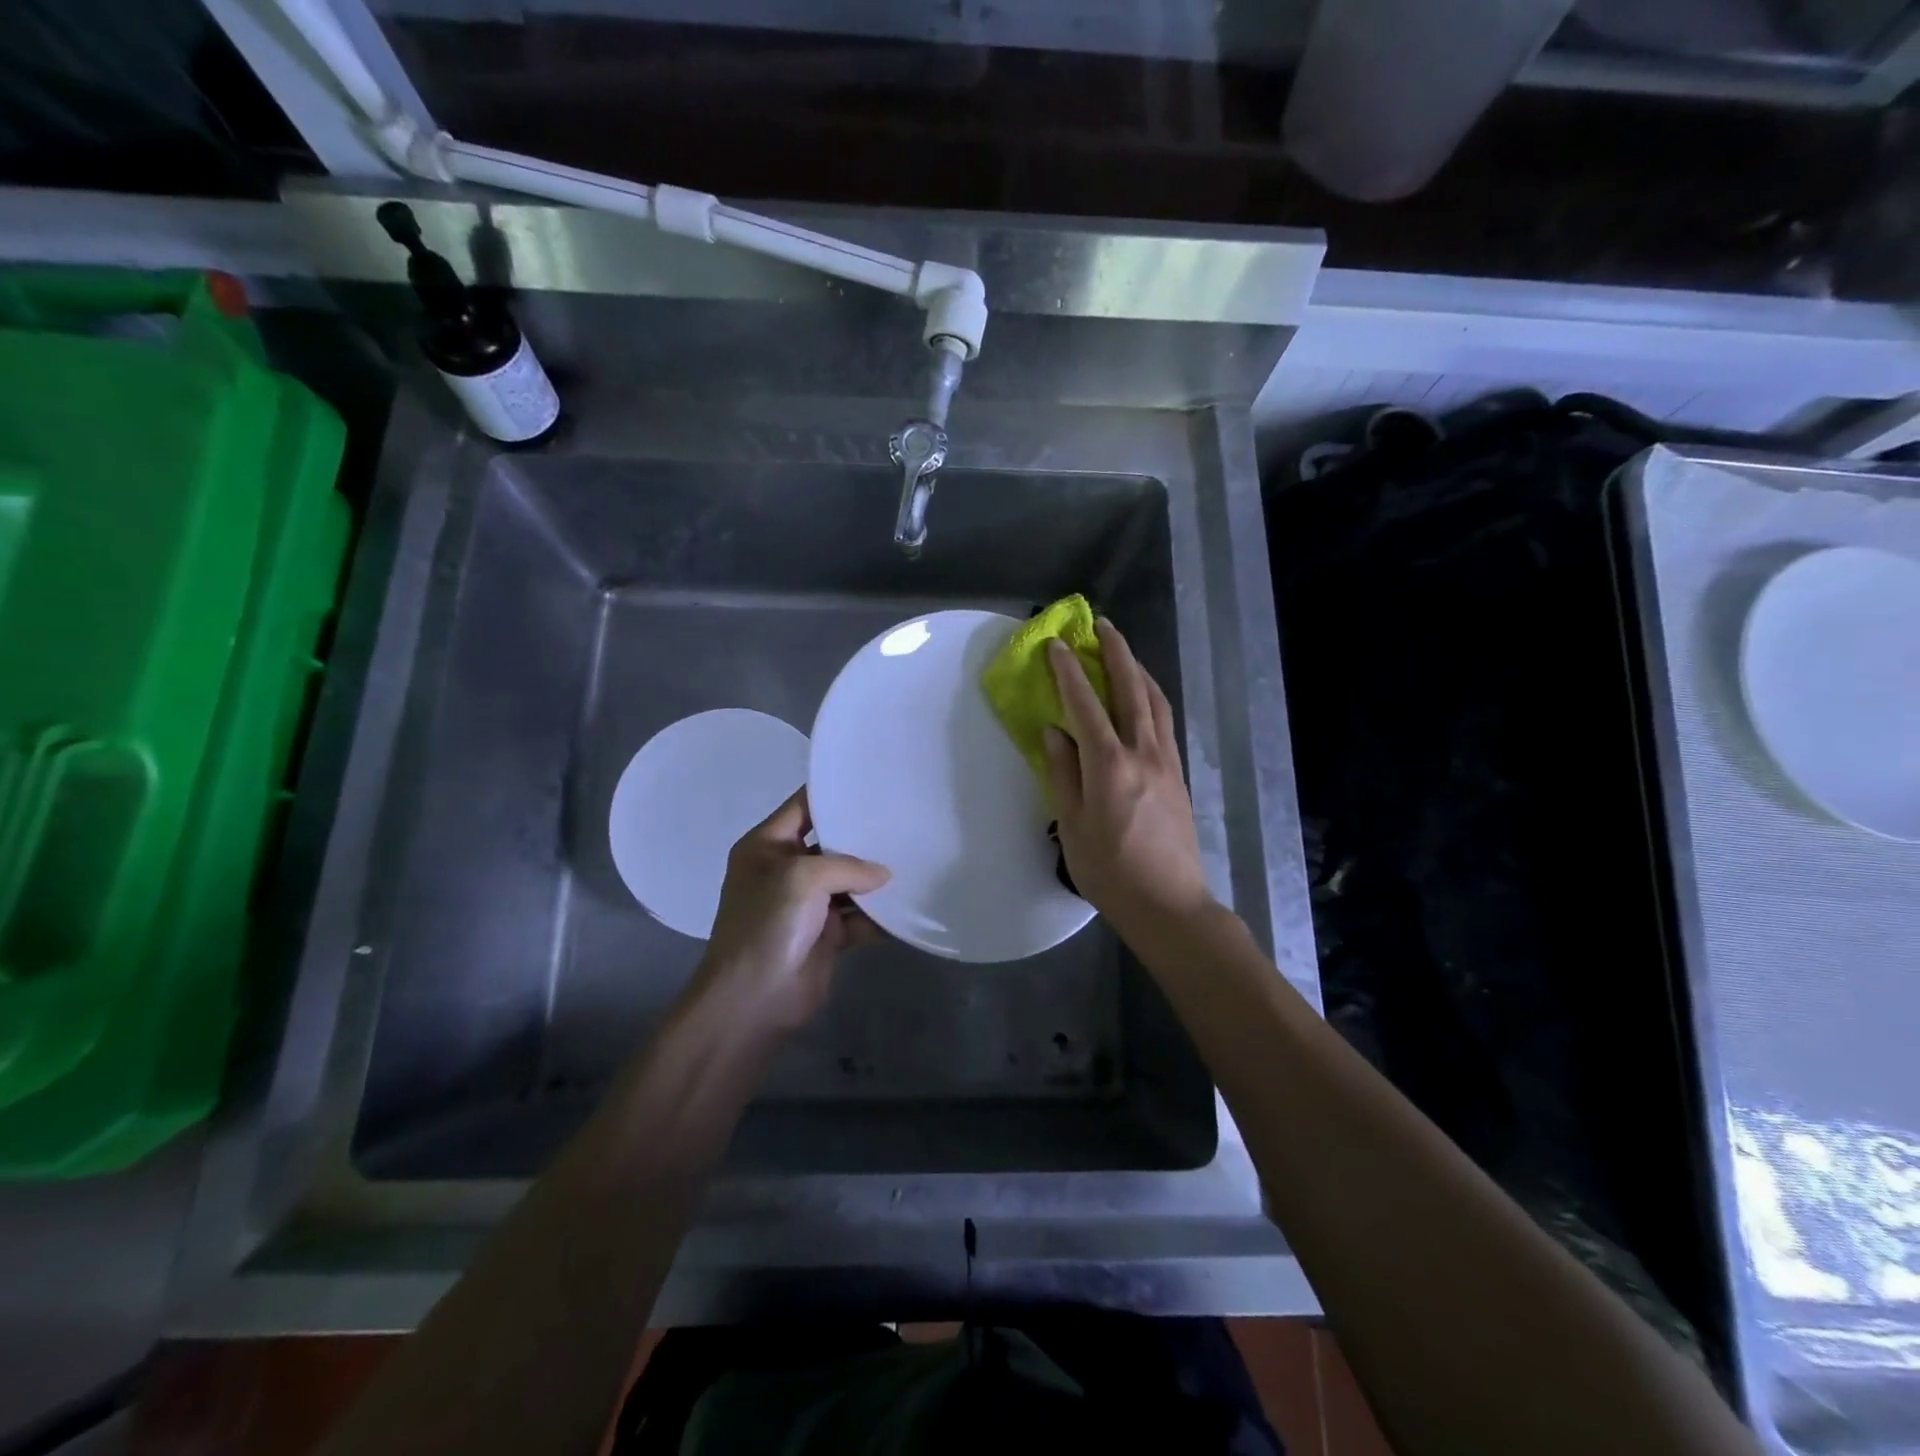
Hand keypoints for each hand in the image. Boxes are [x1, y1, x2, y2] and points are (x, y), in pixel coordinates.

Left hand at [692, 790, 889, 1036]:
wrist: (753, 1000)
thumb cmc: (767, 925)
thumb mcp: (801, 878)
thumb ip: (847, 866)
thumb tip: (884, 875)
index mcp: (767, 847)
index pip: (802, 807)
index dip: (832, 794)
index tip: (872, 782)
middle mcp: (787, 871)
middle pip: (832, 845)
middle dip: (864, 838)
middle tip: (905, 819)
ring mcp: (808, 905)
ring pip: (850, 883)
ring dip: (877, 879)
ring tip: (917, 858)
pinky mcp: (828, 935)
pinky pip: (860, 917)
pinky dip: (881, 915)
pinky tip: (911, 903)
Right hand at [1043, 620, 1213, 937]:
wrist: (1169, 904)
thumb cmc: (1110, 872)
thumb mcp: (1072, 826)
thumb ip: (1063, 774)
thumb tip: (1054, 733)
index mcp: (1109, 766)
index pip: (1085, 705)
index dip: (1069, 671)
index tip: (1056, 645)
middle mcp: (1142, 753)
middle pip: (1131, 689)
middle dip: (1116, 652)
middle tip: (1101, 625)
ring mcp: (1166, 762)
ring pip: (1154, 701)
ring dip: (1137, 670)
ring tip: (1123, 651)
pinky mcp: (1178, 774)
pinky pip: (1164, 721)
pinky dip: (1151, 697)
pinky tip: (1142, 697)